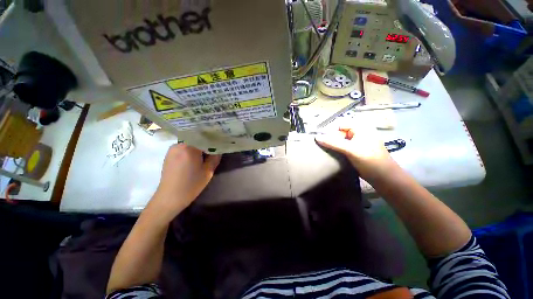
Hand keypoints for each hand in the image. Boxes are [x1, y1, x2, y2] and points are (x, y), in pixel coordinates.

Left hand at [150, 144, 220, 218]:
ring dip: (199, 147)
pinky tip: (196, 158)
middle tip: (215, 148)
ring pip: (191, 143)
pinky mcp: (169, 154)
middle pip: (197, 139)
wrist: (169, 198)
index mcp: (189, 147)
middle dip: (207, 143)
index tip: (221, 143)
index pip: (205, 138)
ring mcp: (173, 149)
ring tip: (206, 153)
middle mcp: (179, 145)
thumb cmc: (191, 185)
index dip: (214, 140)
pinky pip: (184, 147)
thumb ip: (215, 157)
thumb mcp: (208, 171)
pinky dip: (192, 150)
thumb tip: (219, 149)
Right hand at [315, 124, 396, 181]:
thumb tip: (316, 137)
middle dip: (331, 139)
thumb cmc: (370, 160)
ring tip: (327, 151)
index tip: (323, 141)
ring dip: (333, 145)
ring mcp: (357, 141)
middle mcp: (359, 132)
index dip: (331, 132)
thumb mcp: (351, 149)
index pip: (339, 125)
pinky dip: (337, 149)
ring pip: (340, 140)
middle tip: (325, 148)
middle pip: (339, 132)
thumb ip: (333, 143)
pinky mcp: (355, 149)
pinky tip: (332, 154)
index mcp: (361, 127)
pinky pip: (342, 146)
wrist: (383, 177)